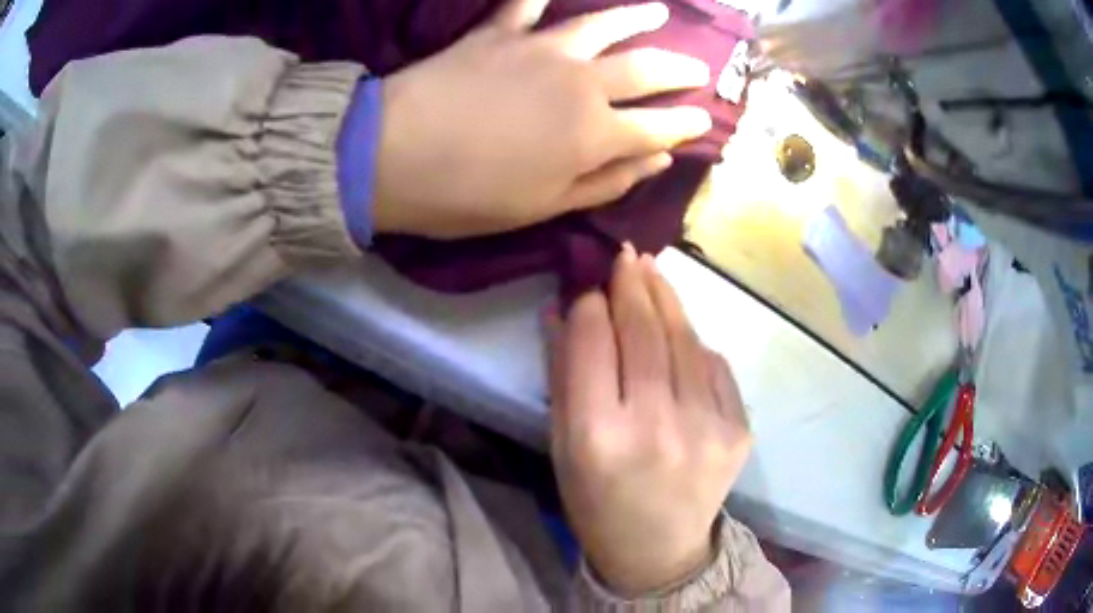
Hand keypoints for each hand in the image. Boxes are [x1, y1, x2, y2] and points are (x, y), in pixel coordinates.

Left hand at [373, 0, 711, 238]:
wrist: (392, 157)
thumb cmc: (468, 196)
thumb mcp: (544, 206)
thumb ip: (608, 181)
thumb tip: (658, 160)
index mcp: (594, 133)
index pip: (659, 126)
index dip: (687, 124)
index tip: (705, 118)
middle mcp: (581, 82)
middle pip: (645, 70)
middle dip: (679, 70)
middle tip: (699, 68)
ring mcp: (540, 49)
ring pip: (602, 25)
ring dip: (635, 18)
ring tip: (658, 13)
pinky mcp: (498, 33)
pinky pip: (524, 3)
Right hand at [549, 245, 751, 594]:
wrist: (658, 551)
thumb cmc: (596, 501)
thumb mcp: (562, 446)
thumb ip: (564, 374)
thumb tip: (564, 306)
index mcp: (597, 437)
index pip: (593, 343)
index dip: (589, 304)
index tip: (587, 283)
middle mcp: (655, 427)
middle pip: (643, 333)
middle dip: (631, 285)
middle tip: (624, 255)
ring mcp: (706, 428)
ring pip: (685, 341)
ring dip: (666, 300)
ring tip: (652, 272)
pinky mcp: (739, 430)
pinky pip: (715, 367)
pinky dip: (695, 342)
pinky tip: (680, 330)